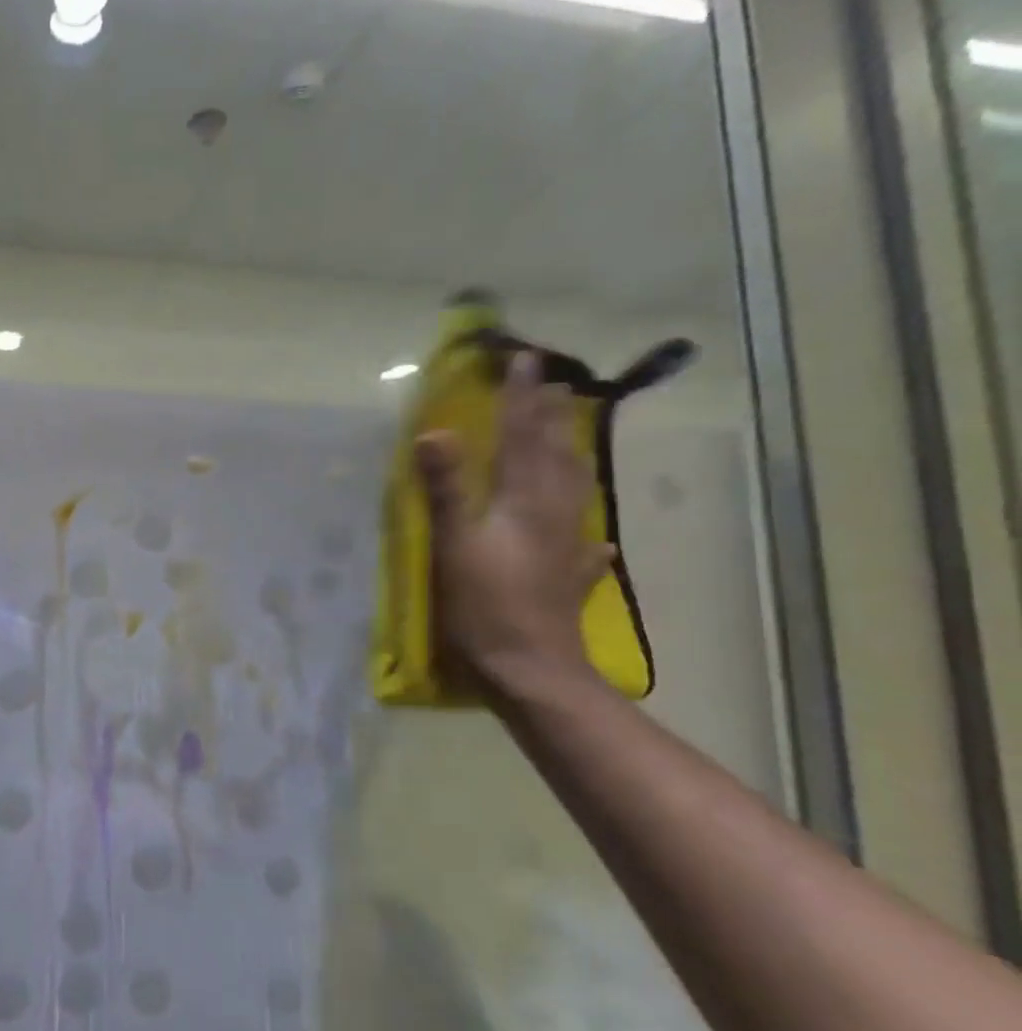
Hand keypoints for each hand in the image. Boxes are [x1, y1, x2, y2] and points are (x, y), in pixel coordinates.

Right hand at [414, 352, 611, 691]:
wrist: (530, 670)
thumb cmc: (484, 606)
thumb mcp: (454, 545)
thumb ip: (446, 489)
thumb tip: (433, 433)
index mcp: (524, 501)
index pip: (523, 437)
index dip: (522, 398)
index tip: (525, 360)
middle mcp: (554, 514)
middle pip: (556, 455)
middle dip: (551, 417)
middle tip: (552, 384)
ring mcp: (567, 547)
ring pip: (575, 489)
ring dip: (570, 456)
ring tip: (569, 436)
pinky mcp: (569, 578)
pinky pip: (584, 543)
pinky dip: (587, 531)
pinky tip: (597, 538)